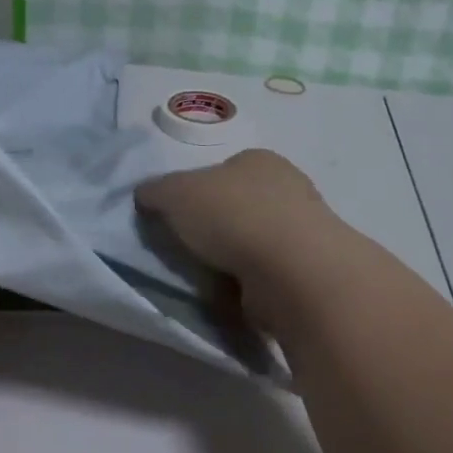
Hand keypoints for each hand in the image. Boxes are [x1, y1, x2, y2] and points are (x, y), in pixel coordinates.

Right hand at [136, 150, 337, 321]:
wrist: (290, 270)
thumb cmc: (231, 217)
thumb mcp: (175, 193)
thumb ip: (156, 191)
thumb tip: (145, 195)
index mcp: (259, 160)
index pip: (223, 170)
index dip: (198, 191)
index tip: (180, 217)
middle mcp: (288, 187)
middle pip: (240, 205)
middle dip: (217, 226)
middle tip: (190, 249)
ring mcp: (304, 229)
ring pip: (255, 240)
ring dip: (234, 257)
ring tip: (210, 276)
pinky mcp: (307, 269)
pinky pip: (268, 272)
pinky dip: (250, 281)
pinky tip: (236, 293)